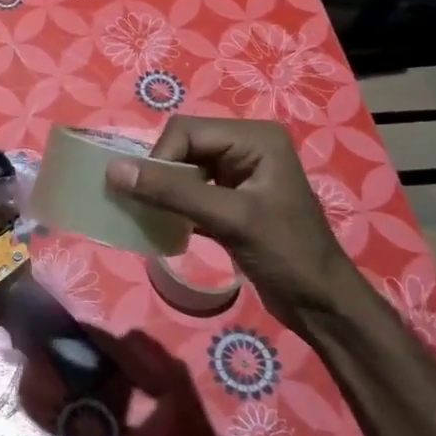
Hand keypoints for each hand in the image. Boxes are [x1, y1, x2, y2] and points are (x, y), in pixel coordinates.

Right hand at [104, 116, 361, 317]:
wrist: (322, 304)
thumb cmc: (285, 254)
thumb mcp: (229, 218)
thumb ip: (172, 192)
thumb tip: (113, 170)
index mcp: (254, 138)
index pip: (186, 131)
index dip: (160, 160)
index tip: (148, 197)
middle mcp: (246, 146)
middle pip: (182, 146)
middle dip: (161, 175)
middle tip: (148, 208)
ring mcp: (239, 174)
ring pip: (182, 169)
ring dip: (164, 192)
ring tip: (152, 217)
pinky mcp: (231, 200)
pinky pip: (189, 191)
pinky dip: (174, 206)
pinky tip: (164, 226)